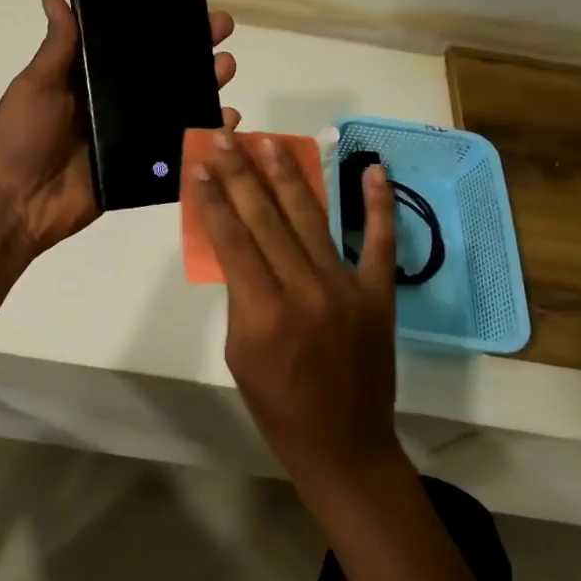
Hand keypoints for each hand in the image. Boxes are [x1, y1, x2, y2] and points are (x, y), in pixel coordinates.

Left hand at [0, 0, 238, 255]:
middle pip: (162, 75)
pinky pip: (176, 151)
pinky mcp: (139, 170)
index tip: (191, 6)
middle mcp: (113, 105)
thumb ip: (57, 48)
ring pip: (175, 109)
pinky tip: (227, 122)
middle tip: (223, 35)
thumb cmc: (21, 138)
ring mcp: (129, 138)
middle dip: (194, 54)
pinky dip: (202, 137)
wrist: (18, 204)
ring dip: (204, 89)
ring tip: (226, 71)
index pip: (131, 46)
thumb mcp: (36, 86)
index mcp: (88, 80)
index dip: (160, 27)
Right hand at [187, 133, 402, 495]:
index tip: (200, 165)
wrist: (343, 443)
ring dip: (290, 175)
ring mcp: (346, 288)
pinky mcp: (378, 293)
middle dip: (242, 173)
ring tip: (271, 142)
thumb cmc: (276, 405)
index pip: (231, 239)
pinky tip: (373, 169)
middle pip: (266, 218)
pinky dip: (378, 204)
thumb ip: (239, 295)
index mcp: (262, 311)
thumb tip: (239, 246)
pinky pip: (379, 242)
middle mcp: (304, 289)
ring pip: (311, 219)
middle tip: (227, 137)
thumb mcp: (238, 351)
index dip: (213, 198)